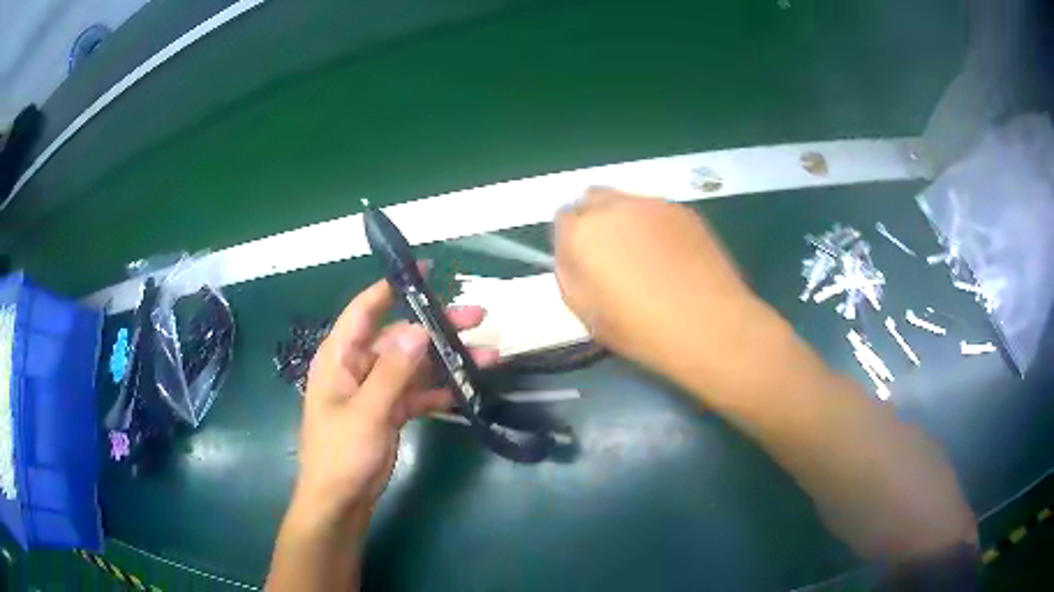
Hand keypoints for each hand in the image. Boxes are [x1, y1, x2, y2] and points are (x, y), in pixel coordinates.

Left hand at [291, 277, 495, 525]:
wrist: (340, 501)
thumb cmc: (342, 453)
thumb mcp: (367, 411)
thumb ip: (393, 371)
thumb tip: (418, 329)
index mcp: (340, 356)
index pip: (365, 309)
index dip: (393, 286)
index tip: (426, 270)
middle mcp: (358, 366)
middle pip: (400, 337)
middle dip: (437, 327)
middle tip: (477, 317)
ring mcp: (375, 390)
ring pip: (414, 365)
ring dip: (447, 361)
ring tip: (488, 355)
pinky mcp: (389, 411)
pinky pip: (417, 392)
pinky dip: (439, 390)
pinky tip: (467, 388)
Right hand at [553, 187, 763, 381]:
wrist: (709, 324)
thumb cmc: (641, 329)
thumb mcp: (586, 313)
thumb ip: (568, 274)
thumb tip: (570, 254)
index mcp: (584, 232)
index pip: (562, 219)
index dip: (570, 241)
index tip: (582, 263)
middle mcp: (615, 206)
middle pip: (591, 198)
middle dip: (592, 220)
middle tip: (609, 256)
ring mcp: (653, 204)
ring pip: (625, 201)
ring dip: (623, 220)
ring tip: (645, 258)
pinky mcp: (684, 210)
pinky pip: (656, 210)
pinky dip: (653, 225)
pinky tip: (671, 256)